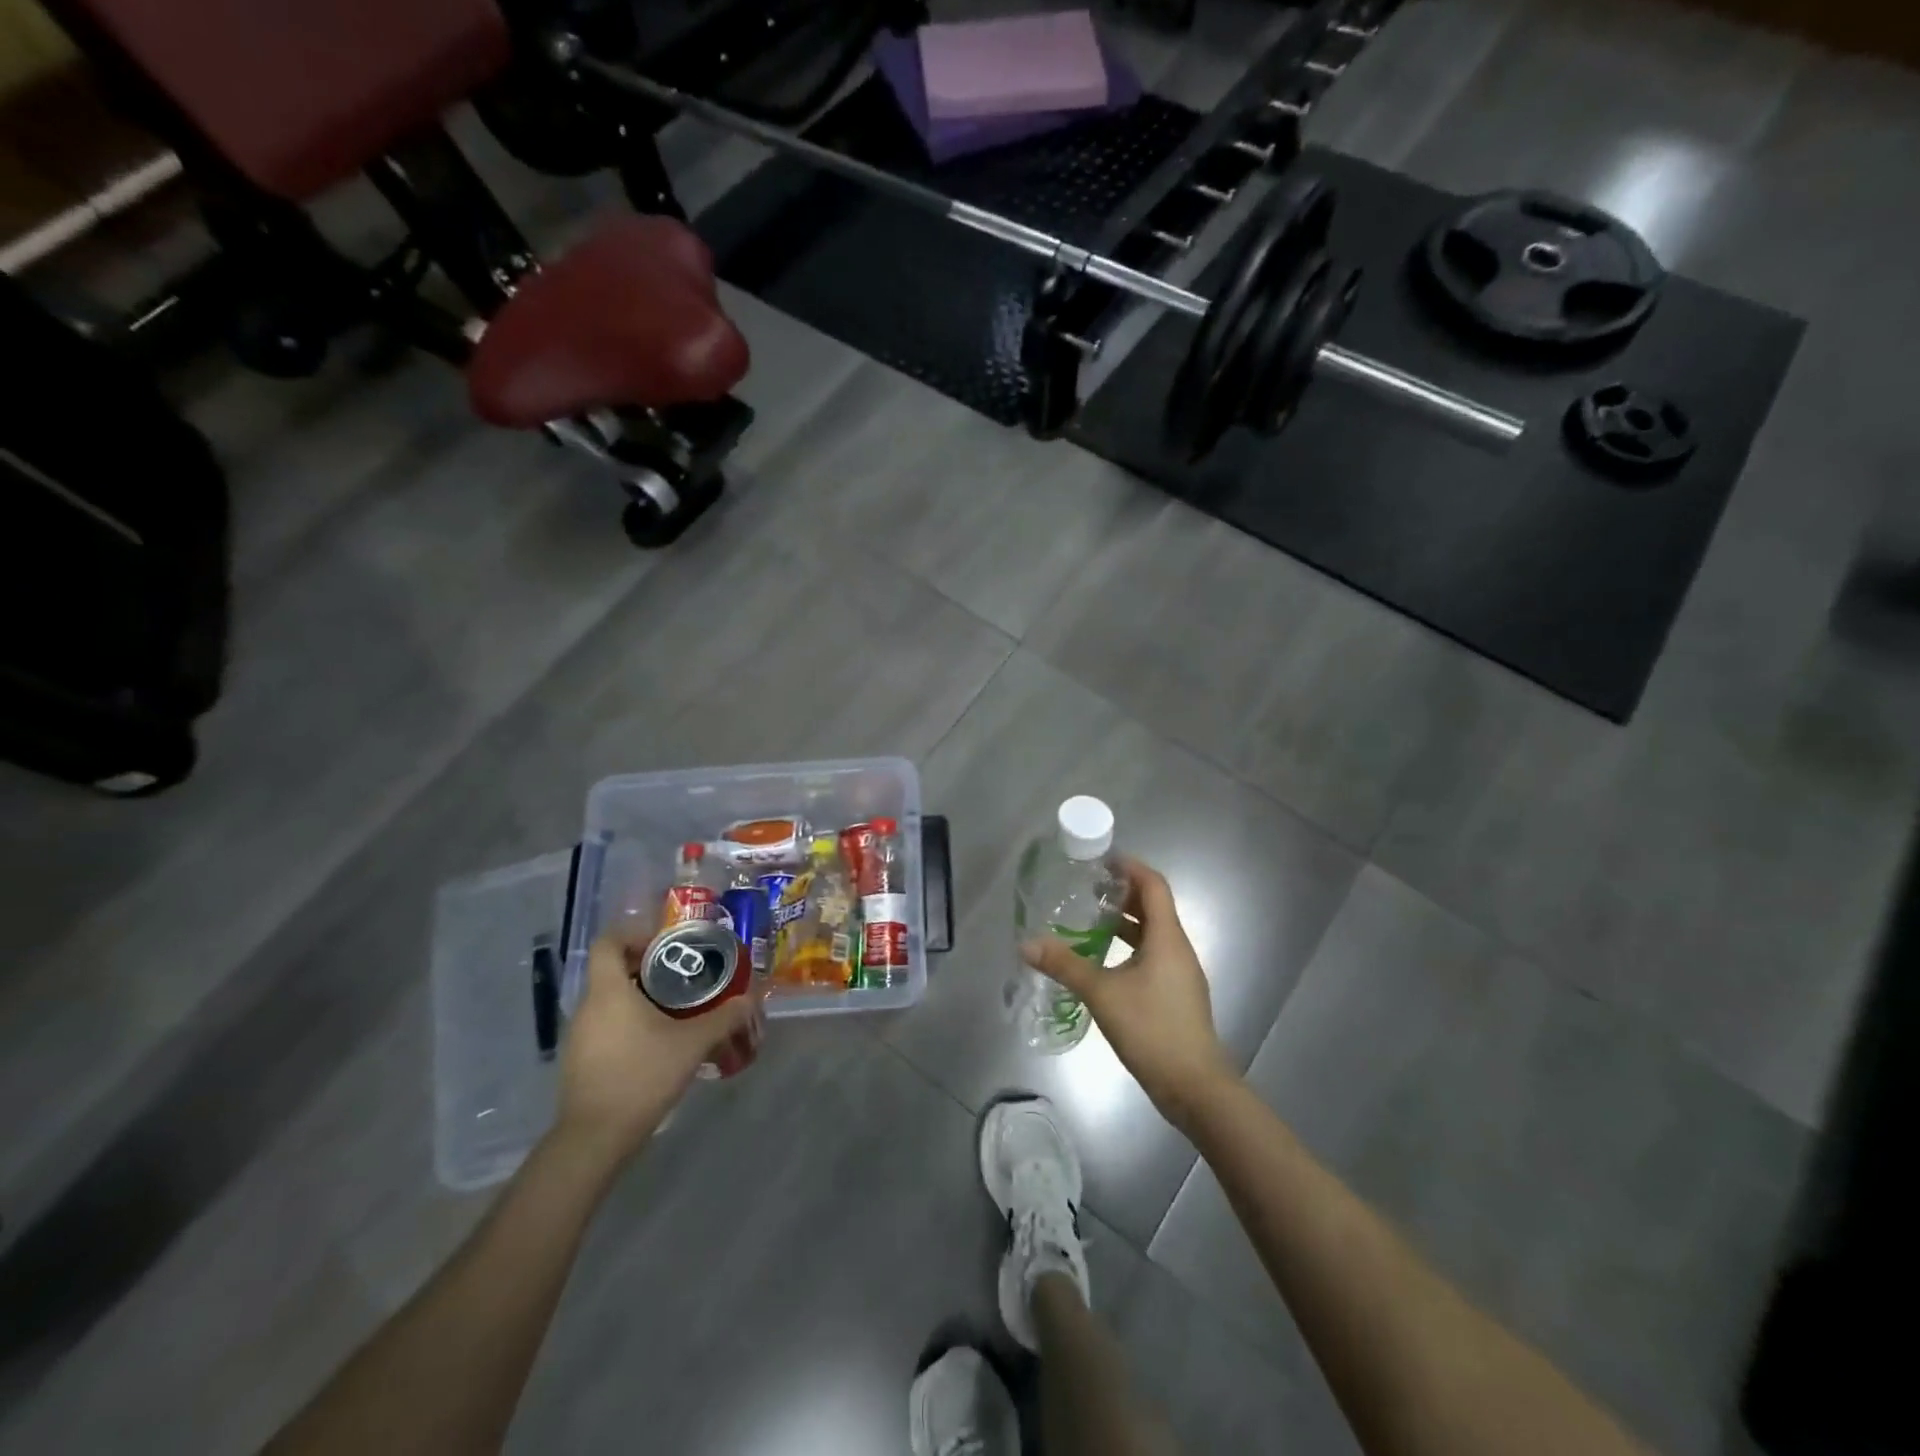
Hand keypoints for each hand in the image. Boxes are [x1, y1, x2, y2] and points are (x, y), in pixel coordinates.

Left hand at [555, 934, 759, 1167]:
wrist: (595, 1139)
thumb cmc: (642, 1076)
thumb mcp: (692, 1044)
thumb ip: (724, 1017)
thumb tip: (751, 998)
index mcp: (609, 991)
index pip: (609, 942)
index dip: (634, 934)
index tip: (666, 944)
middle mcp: (588, 1007)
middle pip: (612, 970)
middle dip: (648, 967)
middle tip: (683, 975)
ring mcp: (579, 1036)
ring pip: (610, 1000)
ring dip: (640, 997)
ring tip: (676, 1009)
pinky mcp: (580, 1060)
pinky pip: (606, 1025)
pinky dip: (629, 1023)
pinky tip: (657, 1043)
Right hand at [1022, 857, 1236, 1128]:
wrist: (1195, 1086)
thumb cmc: (1152, 1029)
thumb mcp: (1102, 993)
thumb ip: (1065, 965)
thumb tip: (1026, 944)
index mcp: (1167, 937)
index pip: (1154, 885)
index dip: (1131, 867)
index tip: (1103, 860)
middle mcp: (1178, 948)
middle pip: (1153, 907)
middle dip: (1123, 894)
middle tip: (1088, 889)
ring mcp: (1180, 973)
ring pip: (1153, 934)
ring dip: (1125, 922)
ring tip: (1090, 921)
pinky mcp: (1176, 994)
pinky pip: (1153, 956)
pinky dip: (1130, 947)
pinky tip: (1104, 962)